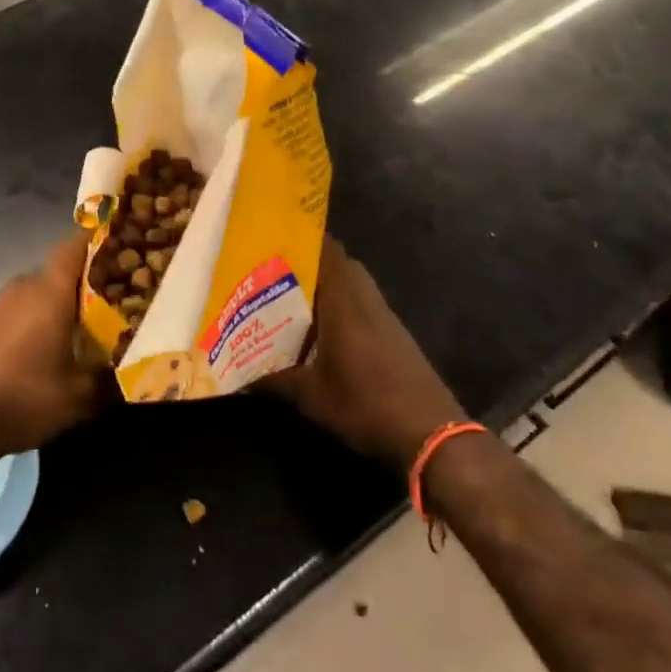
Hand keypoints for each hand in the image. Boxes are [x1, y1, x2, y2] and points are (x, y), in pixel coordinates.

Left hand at [0, 233, 106, 460]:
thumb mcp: (79, 397)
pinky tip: (54, 342)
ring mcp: (1, 303)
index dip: (100, 238)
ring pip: (43, 289)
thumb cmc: (22, 399)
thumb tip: (135, 370)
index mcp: (49, 291)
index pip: (76, 244)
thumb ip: (111, 377)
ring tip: (91, 323)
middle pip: (63, 269)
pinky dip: (43, 315)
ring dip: (65, 300)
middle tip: (120, 296)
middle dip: (91, 279)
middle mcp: (24, 286)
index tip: (126, 244)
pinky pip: (24, 306)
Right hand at [264, 237, 465, 468]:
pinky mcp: (392, 333)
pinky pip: (359, 303)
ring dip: (322, 286)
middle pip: (335, 263)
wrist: (431, 434)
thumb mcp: (311, 396)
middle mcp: (364, 297)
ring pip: (348, 284)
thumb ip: (273, 380)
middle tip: (269, 269)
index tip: (269, 237)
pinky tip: (316, 329)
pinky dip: (338, 305)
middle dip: (304, 262)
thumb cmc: (365, 404)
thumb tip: (239, 377)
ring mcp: (382, 314)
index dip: (299, 237)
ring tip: (285, 297)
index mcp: (343, 299)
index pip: (325, 248)